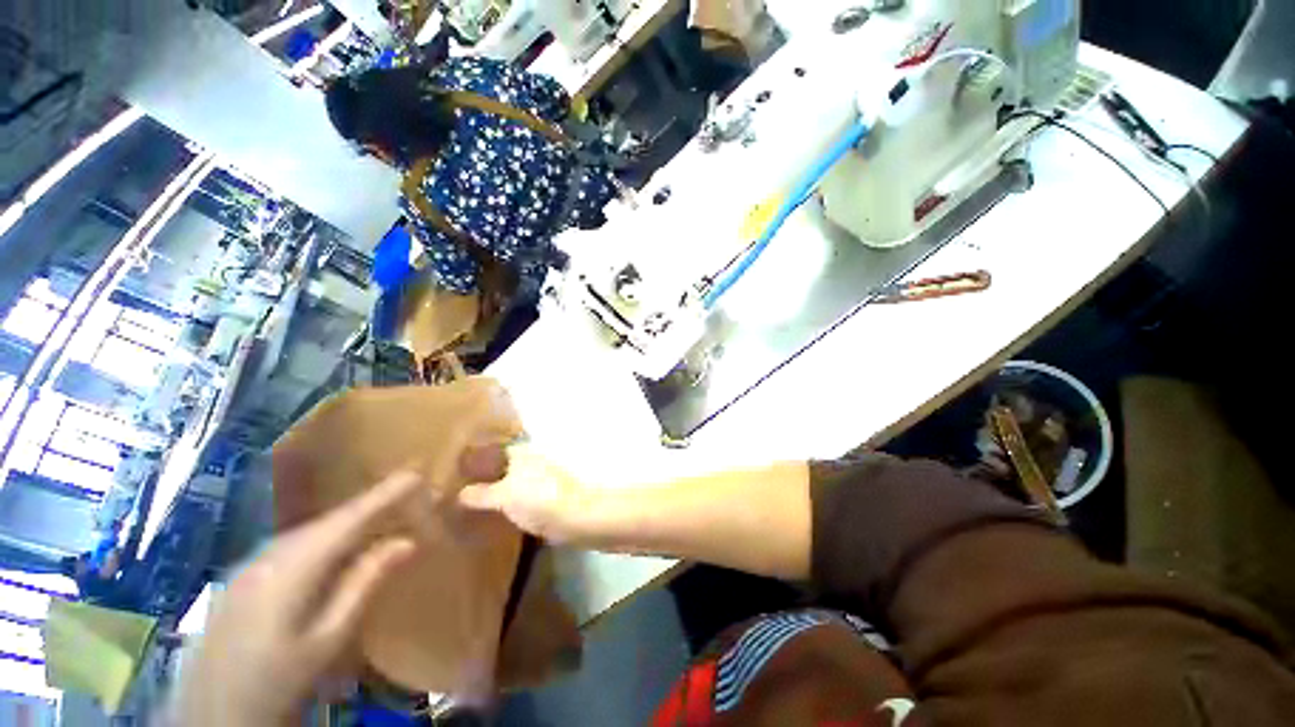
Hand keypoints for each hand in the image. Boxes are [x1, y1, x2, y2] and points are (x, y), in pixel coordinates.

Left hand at [172, 471, 423, 726]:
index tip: (416, 473)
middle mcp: (268, 556)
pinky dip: (322, 538)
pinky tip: (333, 548)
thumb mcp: (328, 640)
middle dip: (368, 504)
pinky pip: (291, 546)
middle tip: (406, 493)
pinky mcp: (241, 580)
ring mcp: (249, 566)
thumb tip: (407, 541)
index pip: (348, 519)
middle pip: (327, 521)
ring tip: (379, 514)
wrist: (208, 716)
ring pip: (308, 531)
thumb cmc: (276, 682)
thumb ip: (364, 585)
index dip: (383, 494)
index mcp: (292, 569)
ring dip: (345, 521)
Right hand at [457, 444, 590, 542]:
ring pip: (511, 483)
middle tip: (455, 491)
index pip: (494, 450)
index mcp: (521, 453)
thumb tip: (460, 493)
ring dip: (495, 492)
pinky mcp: (545, 498)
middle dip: (484, 477)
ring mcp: (539, 480)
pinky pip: (519, 499)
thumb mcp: (503, 496)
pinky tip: (492, 518)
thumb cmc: (538, 498)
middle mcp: (530, 462)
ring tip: (468, 507)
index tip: (454, 470)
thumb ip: (480, 494)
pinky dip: (507, 505)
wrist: (574, 516)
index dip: (476, 459)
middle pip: (502, 467)